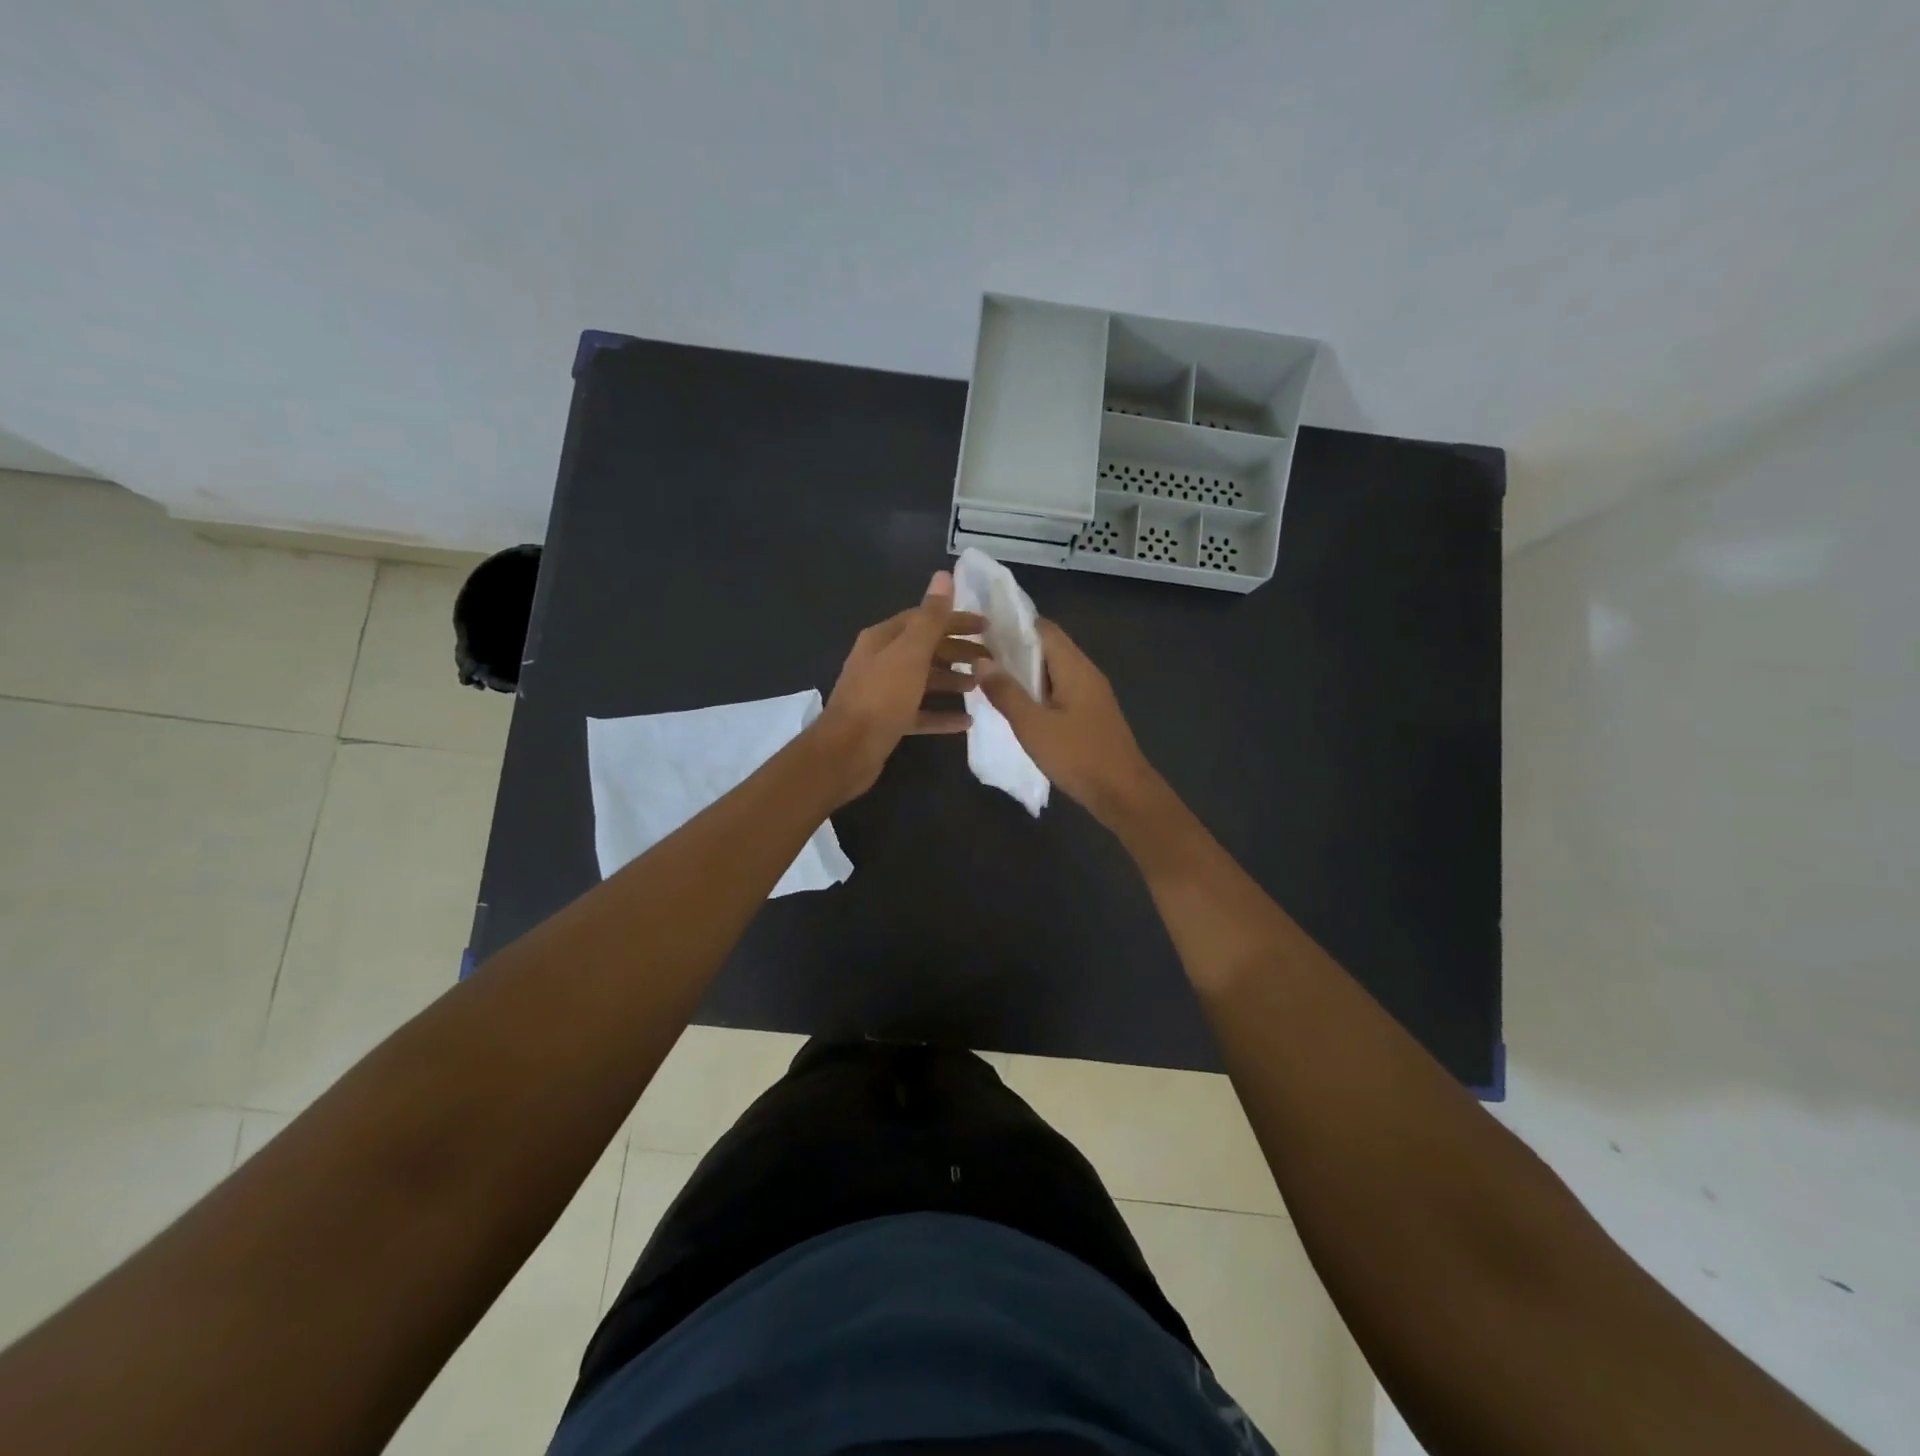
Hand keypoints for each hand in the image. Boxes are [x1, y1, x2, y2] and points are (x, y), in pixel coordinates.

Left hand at [813, 571, 985, 804]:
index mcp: (883, 639)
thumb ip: (930, 617)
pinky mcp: (888, 721)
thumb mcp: (910, 653)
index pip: (924, 619)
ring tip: (980, 685)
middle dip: (957, 651)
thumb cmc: (881, 698)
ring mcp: (883, 693)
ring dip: (952, 680)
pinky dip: (942, 715)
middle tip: (989, 659)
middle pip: (925, 649)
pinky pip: (921, 713)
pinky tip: (966, 722)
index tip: (987, 627)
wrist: (847, 751)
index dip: (955, 620)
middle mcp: (881, 661)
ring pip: (923, 680)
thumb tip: (943, 575)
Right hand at [974, 618, 1163, 826]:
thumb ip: (1006, 692)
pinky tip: (1017, 704)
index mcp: (1075, 667)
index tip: (982, 627)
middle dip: (1015, 648)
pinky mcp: (1090, 714)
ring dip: (1025, 671)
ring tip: (990, 676)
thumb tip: (980, 660)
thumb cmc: (1077, 755)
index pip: (1043, 628)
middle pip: (1049, 647)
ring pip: (1054, 671)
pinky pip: (1060, 690)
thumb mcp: (1033, 725)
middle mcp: (1086, 673)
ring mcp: (1091, 694)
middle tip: (978, 653)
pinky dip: (1037, 690)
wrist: (1122, 793)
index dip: (1013, 624)